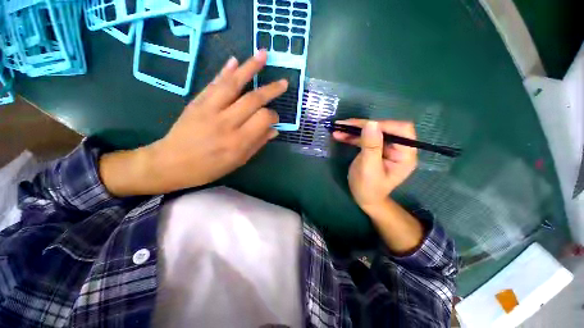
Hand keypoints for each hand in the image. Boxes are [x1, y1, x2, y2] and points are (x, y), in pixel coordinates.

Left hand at [100, 51, 287, 195]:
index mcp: (238, 141)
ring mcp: (209, 109)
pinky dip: (225, 71)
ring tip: (263, 54)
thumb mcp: (238, 161)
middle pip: (253, 99)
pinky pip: (214, 83)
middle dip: (271, 90)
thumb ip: (257, 143)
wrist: (171, 163)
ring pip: (233, 84)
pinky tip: (235, 60)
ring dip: (250, 68)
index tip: (275, 118)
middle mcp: (226, 122)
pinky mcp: (197, 102)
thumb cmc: (209, 167)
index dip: (273, 116)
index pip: (263, 119)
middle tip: (283, 83)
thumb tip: (274, 130)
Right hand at [333, 119, 416, 212]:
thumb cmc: (368, 188)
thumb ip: (371, 146)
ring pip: (371, 132)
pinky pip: (364, 138)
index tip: (361, 127)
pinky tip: (339, 135)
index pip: (401, 130)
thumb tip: (371, 123)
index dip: (382, 125)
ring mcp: (385, 148)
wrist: (364, 199)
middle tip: (343, 125)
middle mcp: (397, 148)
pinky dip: (351, 136)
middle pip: (383, 128)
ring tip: (337, 129)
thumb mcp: (369, 168)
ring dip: (354, 130)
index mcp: (405, 155)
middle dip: (363, 126)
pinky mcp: (374, 149)